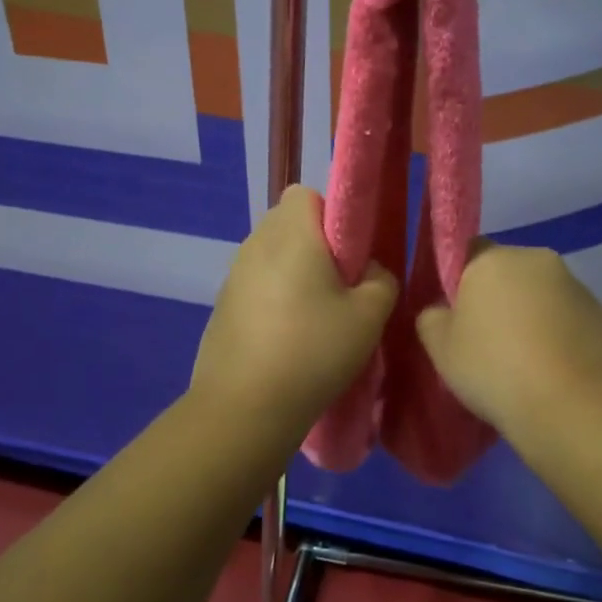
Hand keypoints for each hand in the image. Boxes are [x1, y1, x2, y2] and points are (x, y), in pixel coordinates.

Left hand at [190, 185, 397, 429]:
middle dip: (314, 245)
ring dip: (292, 274)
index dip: (331, 214)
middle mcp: (255, 243)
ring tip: (314, 318)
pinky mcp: (221, 306)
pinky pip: (254, 286)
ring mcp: (232, 276)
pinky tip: (286, 339)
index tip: (348, 252)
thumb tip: (369, 271)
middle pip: (287, 224)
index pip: (305, 194)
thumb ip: (381, 280)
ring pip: (270, 256)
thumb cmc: (313, 351)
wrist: (243, 408)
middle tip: (339, 287)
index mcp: (290, 233)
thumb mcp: (369, 316)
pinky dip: (272, 299)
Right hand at [416, 240, 601, 434]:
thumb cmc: (494, 368)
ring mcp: (579, 288)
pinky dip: (563, 339)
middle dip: (501, 299)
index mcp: (494, 259)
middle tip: (489, 343)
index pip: (470, 250)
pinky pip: (573, 323)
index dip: (460, 279)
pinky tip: (557, 375)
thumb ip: (432, 318)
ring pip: (544, 297)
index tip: (458, 315)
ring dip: (534, 318)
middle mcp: (539, 261)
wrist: (573, 408)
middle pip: (510, 272)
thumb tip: (442, 311)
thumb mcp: (440, 348)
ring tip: (526, 366)